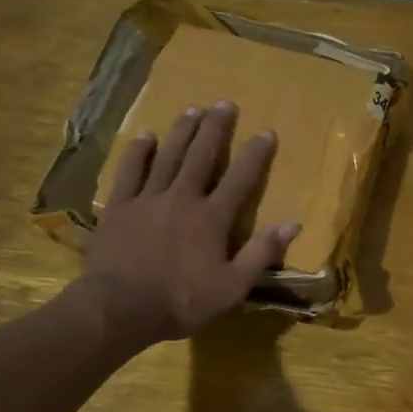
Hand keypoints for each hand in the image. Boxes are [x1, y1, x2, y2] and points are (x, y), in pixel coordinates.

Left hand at [82, 102, 299, 344]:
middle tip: (224, 103)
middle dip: (215, 129)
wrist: (120, 307)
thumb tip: (292, 224)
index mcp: (212, 219)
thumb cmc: (181, 301)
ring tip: (192, 109)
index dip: (255, 155)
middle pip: (201, 156)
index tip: (266, 132)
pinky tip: (145, 136)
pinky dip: (138, 152)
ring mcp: (148, 199)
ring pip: (167, 156)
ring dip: (181, 132)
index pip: (240, 180)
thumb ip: (261, 254)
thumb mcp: (232, 287)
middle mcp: (182, 198)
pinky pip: (129, 172)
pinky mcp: (119, 207)